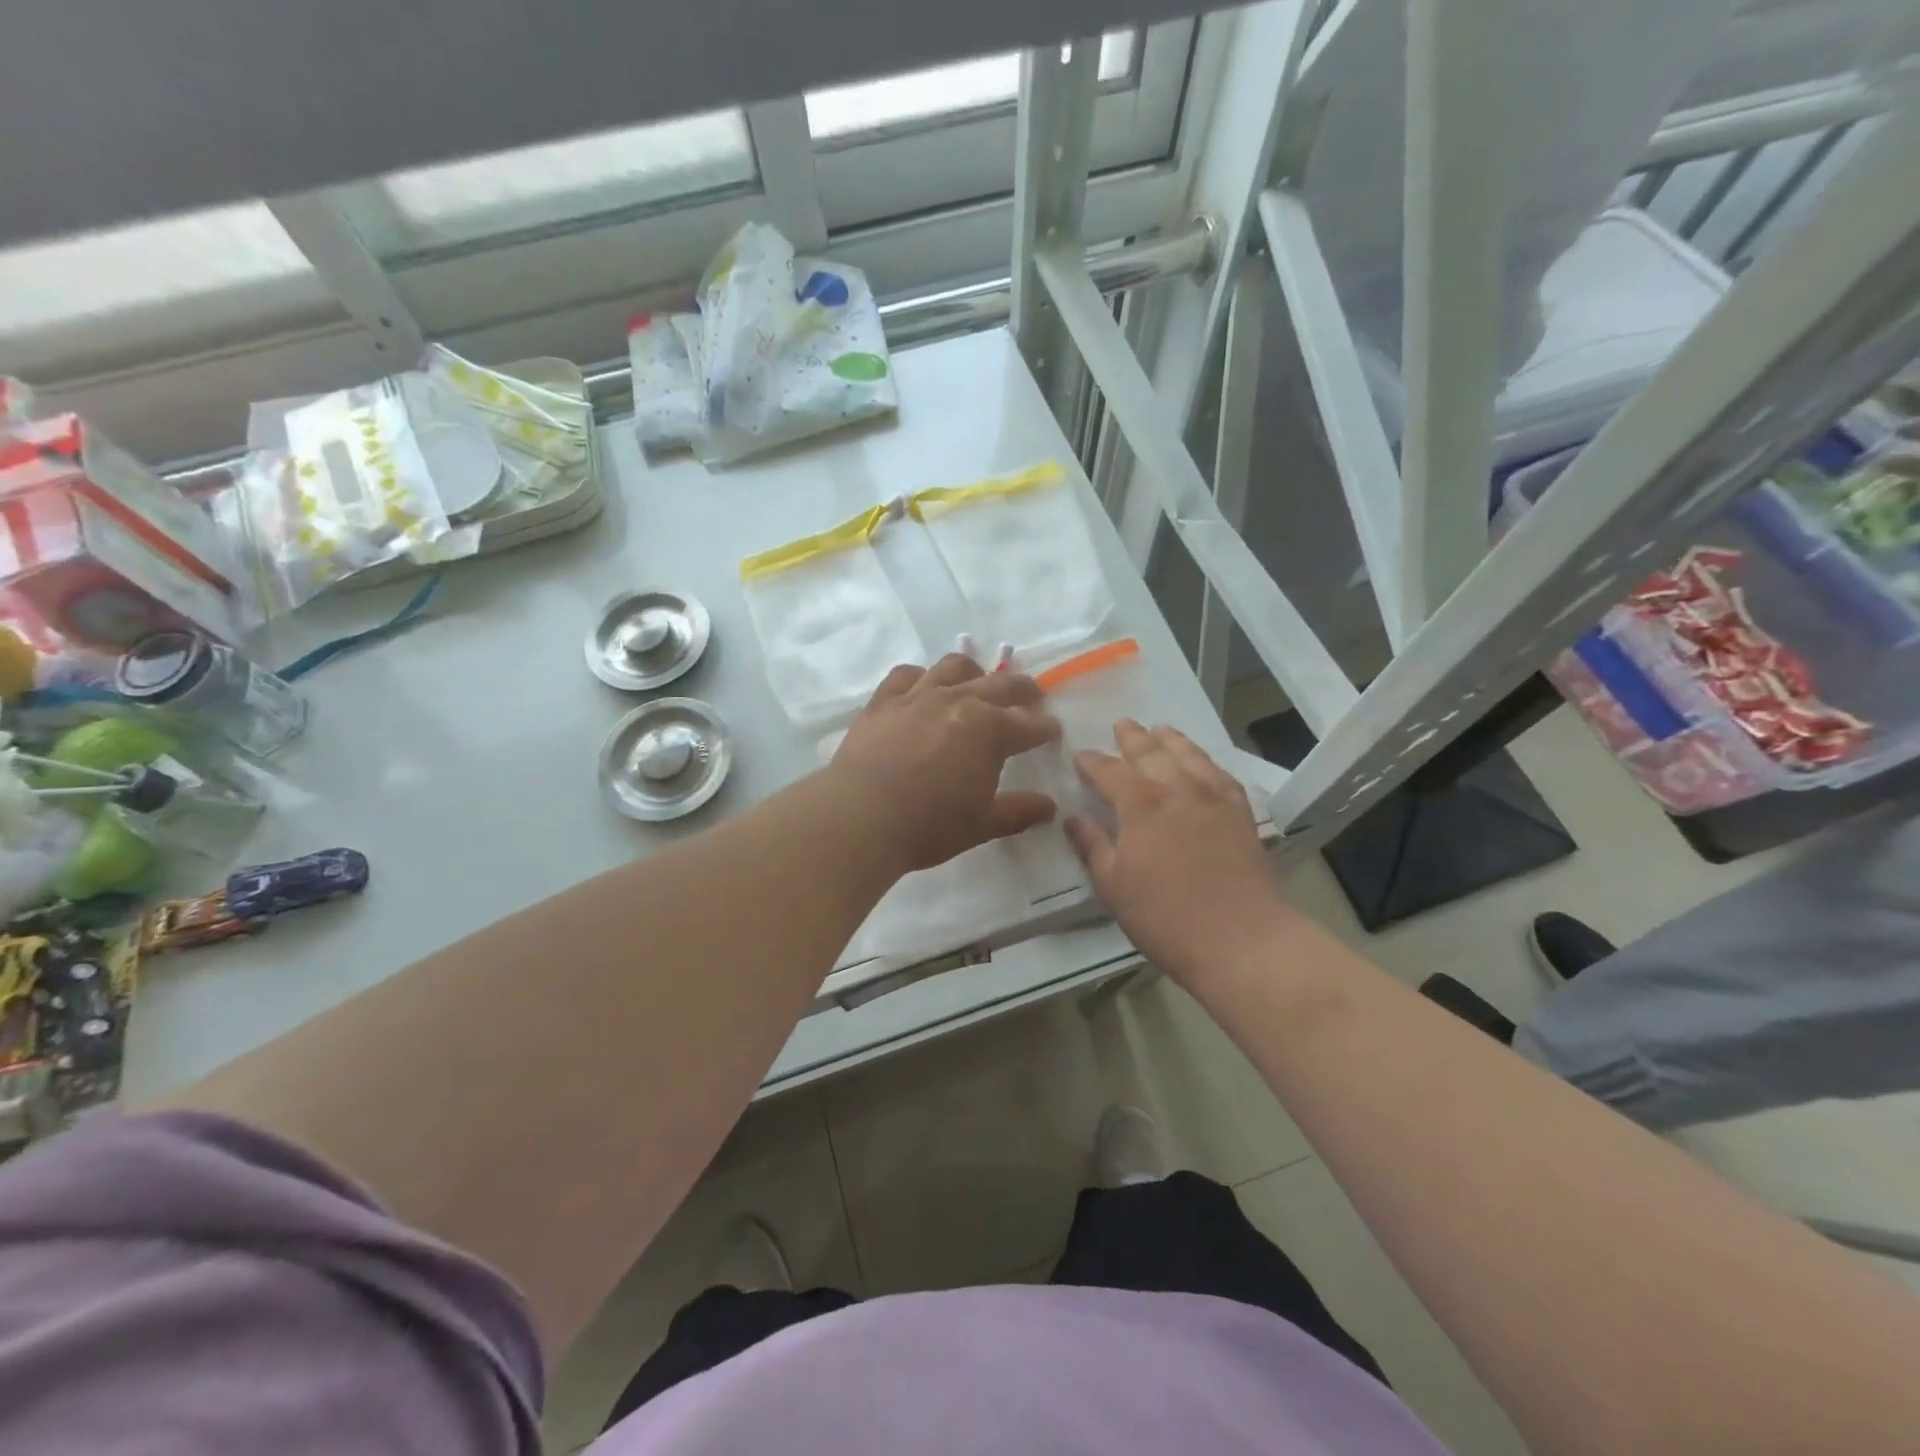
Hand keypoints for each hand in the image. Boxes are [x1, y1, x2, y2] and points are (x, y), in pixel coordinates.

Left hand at [830, 654, 1061, 873]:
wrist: (860, 817)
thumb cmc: (929, 825)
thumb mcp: (982, 824)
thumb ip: (1018, 812)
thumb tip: (1048, 806)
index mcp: (990, 730)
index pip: (1028, 725)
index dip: (1044, 728)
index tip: (1052, 731)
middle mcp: (958, 701)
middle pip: (999, 685)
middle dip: (1022, 690)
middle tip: (1032, 696)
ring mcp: (918, 696)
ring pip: (953, 668)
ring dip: (974, 672)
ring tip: (978, 680)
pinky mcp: (883, 701)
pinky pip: (906, 675)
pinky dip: (921, 677)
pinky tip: (922, 686)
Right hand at [1067, 721, 1287, 984]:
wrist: (1241, 938)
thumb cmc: (1165, 916)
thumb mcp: (1113, 885)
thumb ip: (1092, 846)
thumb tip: (1072, 818)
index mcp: (1140, 804)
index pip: (1109, 771)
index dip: (1092, 762)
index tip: (1080, 756)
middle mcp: (1177, 789)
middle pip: (1152, 752)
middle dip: (1133, 738)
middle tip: (1122, 724)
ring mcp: (1214, 799)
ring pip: (1190, 756)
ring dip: (1172, 740)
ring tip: (1161, 729)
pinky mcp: (1241, 814)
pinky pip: (1222, 776)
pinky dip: (1208, 763)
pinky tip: (1204, 764)